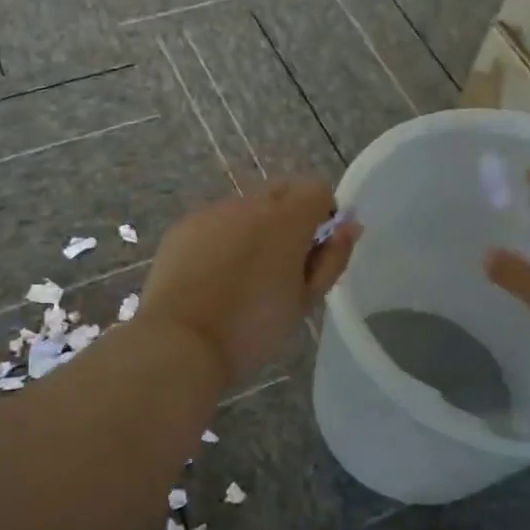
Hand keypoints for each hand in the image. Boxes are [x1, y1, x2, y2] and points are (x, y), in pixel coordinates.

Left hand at [137, 179, 358, 386]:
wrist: (181, 340)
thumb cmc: (252, 327)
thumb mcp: (305, 300)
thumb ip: (332, 258)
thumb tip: (349, 227)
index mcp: (286, 218)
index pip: (318, 189)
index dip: (324, 215)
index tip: (315, 250)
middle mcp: (249, 203)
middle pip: (282, 190)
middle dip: (291, 216)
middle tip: (284, 264)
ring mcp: (211, 211)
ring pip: (246, 206)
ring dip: (255, 227)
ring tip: (243, 275)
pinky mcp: (183, 226)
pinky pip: (215, 221)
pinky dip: (223, 237)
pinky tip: (213, 276)